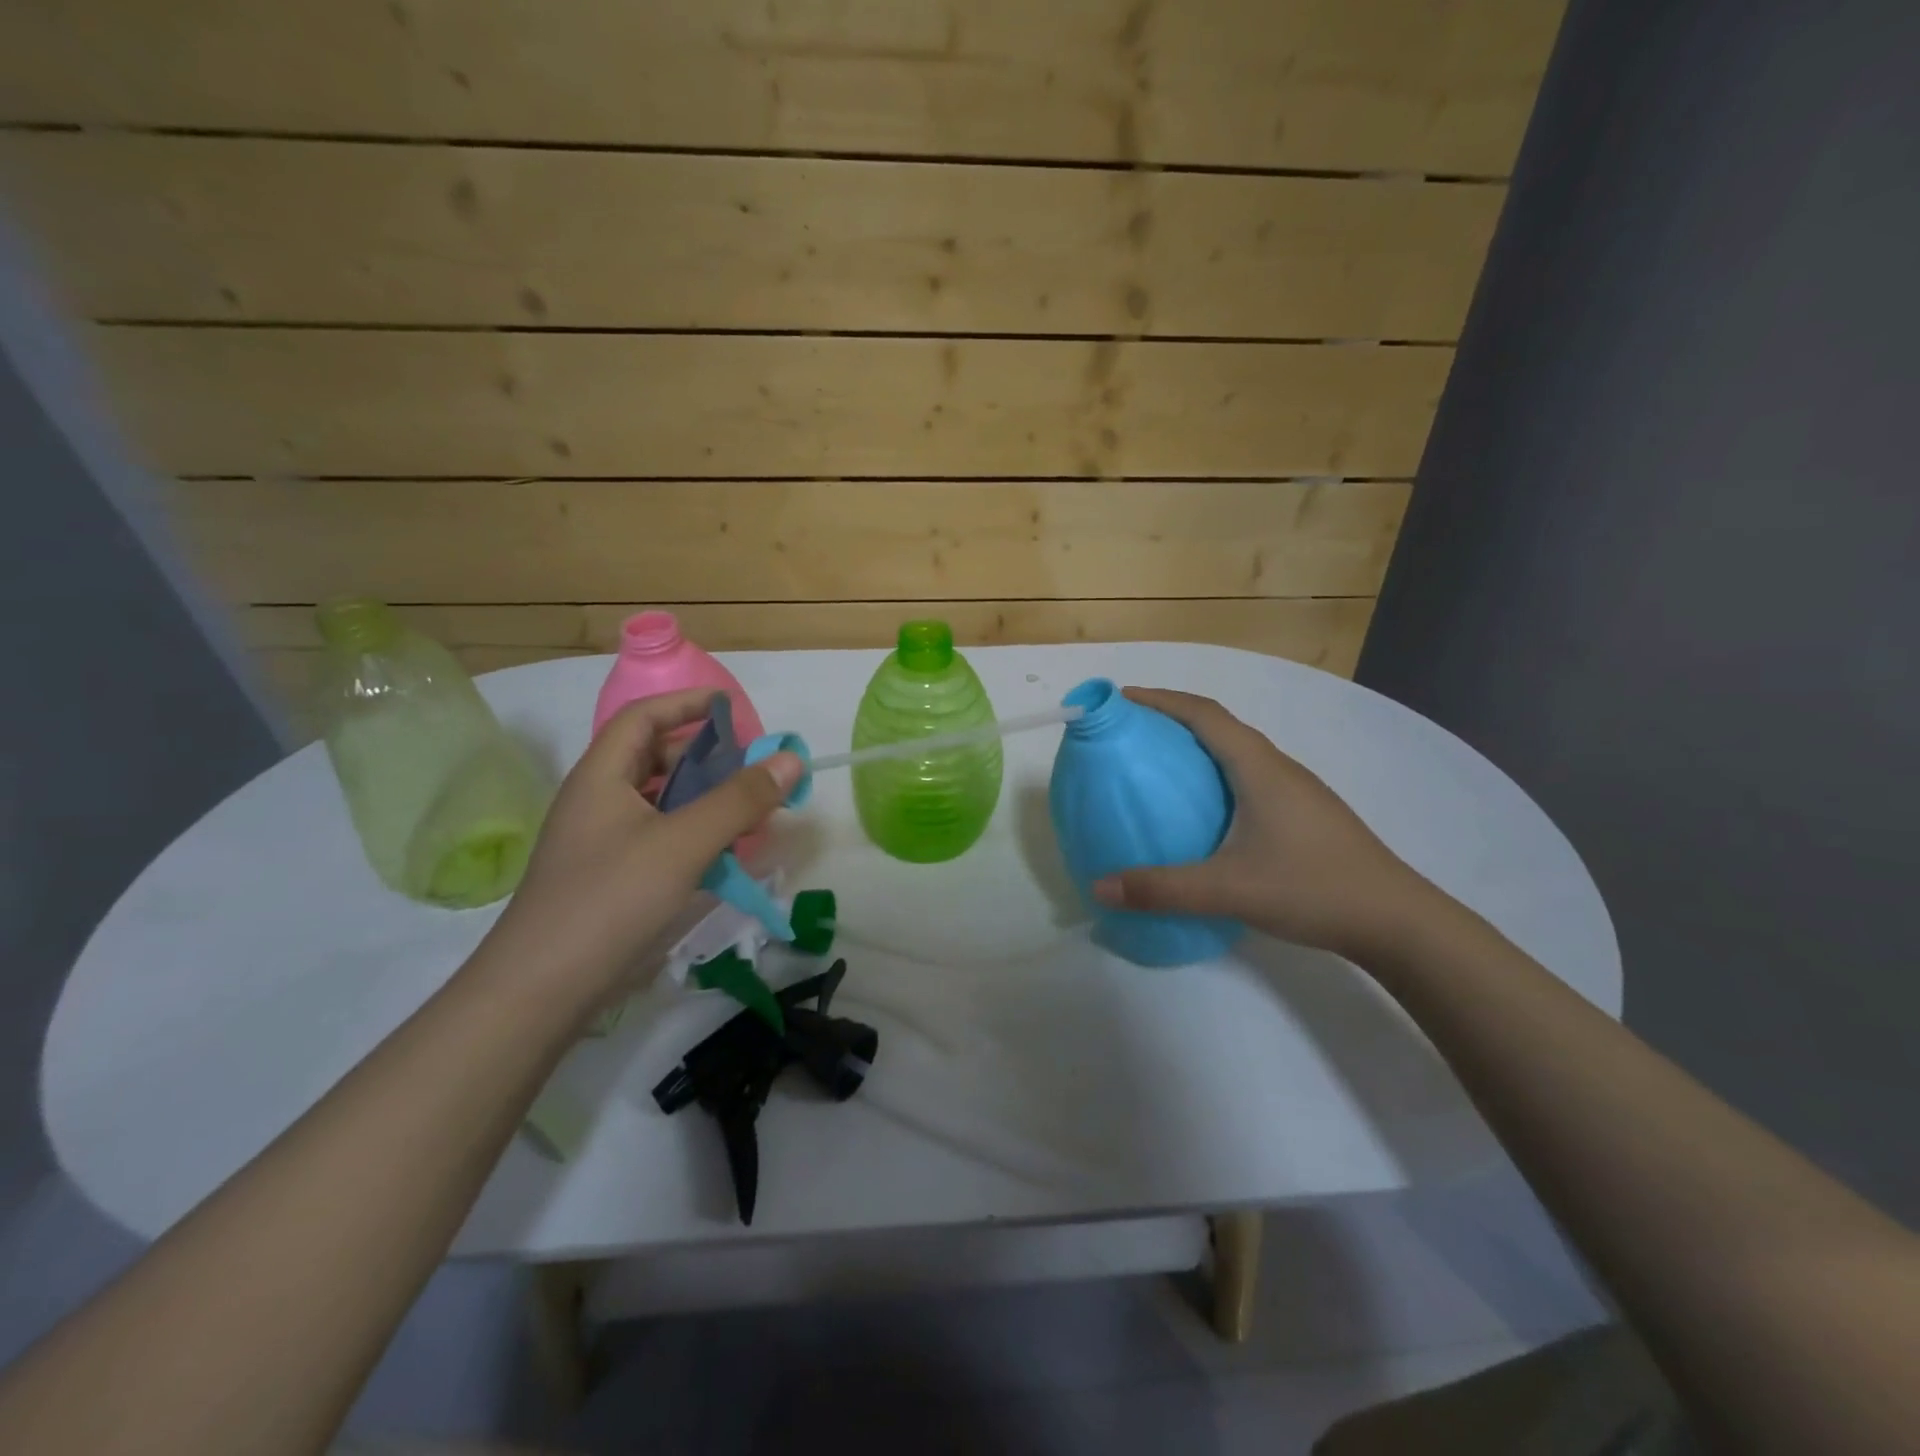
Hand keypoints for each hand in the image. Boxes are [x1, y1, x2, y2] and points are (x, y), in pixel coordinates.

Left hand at [480, 689, 802, 1014]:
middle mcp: (598, 801)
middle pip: (654, 759)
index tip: (733, 709)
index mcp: (602, 777)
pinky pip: (660, 838)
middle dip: (707, 758)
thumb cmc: (610, 901)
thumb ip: (740, 800)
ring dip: (705, 800)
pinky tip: (722, 857)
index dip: (687, 704)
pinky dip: (694, 836)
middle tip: (753, 770)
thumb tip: (791, 760)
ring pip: (661, 802)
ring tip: (748, 813)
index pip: (644, 717)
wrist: (540, 992)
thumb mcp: (683, 843)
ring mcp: (602, 842)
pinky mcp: (611, 878)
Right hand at [1091, 687, 1432, 959]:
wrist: (1397, 921)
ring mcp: (1297, 791)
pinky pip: (1250, 778)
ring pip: (1239, 753)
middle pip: (1221, 727)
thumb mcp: (1228, 890)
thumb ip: (1161, 888)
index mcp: (1260, 768)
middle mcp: (1279, 768)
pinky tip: (1206, 812)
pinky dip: (1218, 776)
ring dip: (1199, 748)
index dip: (1161, 700)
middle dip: (1174, 720)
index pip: (1204, 715)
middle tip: (1132, 734)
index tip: (1122, 699)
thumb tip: (1099, 887)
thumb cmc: (1312, 888)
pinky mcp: (1305, 815)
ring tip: (1161, 769)